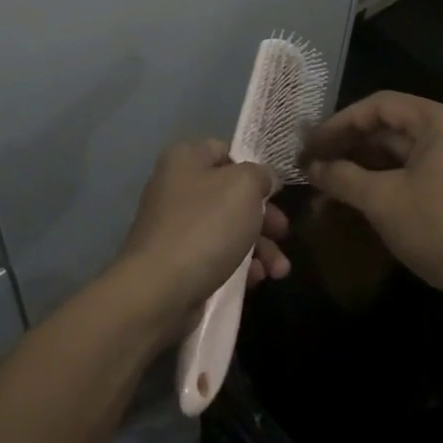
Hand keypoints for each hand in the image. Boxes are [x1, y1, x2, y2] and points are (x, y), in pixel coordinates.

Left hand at [109, 140, 290, 337]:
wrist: (159, 291)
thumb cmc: (204, 227)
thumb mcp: (243, 187)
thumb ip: (260, 175)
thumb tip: (264, 180)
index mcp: (184, 159)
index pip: (224, 151)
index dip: (253, 168)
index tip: (276, 191)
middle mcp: (176, 188)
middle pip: (231, 194)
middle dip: (263, 216)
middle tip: (283, 232)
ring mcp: (175, 227)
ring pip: (228, 229)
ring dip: (260, 247)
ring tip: (279, 270)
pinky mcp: (178, 262)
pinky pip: (217, 257)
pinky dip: (240, 266)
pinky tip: (256, 280)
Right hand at [301, 92, 442, 316]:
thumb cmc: (440, 228)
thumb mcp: (382, 200)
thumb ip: (342, 177)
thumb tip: (309, 167)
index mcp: (441, 122)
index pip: (379, 106)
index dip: (339, 123)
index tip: (310, 144)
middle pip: (388, 128)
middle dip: (347, 147)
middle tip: (311, 164)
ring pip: (395, 155)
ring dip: (358, 169)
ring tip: (322, 186)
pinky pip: (408, 174)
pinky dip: (379, 184)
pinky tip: (349, 200)